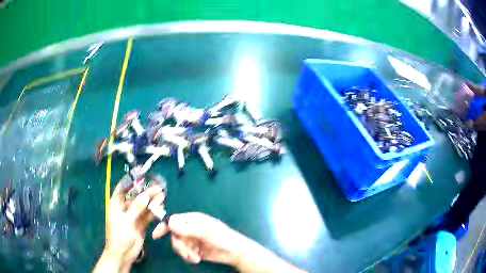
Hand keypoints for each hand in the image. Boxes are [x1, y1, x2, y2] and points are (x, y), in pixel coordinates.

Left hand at [95, 180, 165, 272]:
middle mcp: (125, 207)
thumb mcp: (126, 220)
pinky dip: (154, 210)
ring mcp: (133, 216)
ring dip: (152, 200)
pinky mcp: (141, 223)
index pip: (123, 187)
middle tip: (158, 185)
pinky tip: (161, 204)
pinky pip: (148, 214)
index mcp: (116, 203)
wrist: (123, 253)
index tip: (140, 171)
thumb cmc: (119, 235)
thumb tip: (146, 194)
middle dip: (146, 190)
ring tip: (162, 193)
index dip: (131, 179)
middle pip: (136, 196)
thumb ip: (136, 207)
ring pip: (143, 205)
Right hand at [152, 212, 305, 272]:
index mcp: (192, 219)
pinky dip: (188, 256)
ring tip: (195, 258)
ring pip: (179, 245)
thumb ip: (187, 228)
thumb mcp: (205, 232)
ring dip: (185, 253)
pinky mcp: (194, 249)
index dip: (164, 227)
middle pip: (174, 235)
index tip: (156, 236)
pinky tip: (196, 259)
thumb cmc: (222, 237)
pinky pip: (184, 252)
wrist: (234, 252)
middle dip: (180, 246)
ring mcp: (192, 239)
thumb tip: (169, 222)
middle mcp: (190, 228)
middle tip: (188, 253)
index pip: (173, 220)